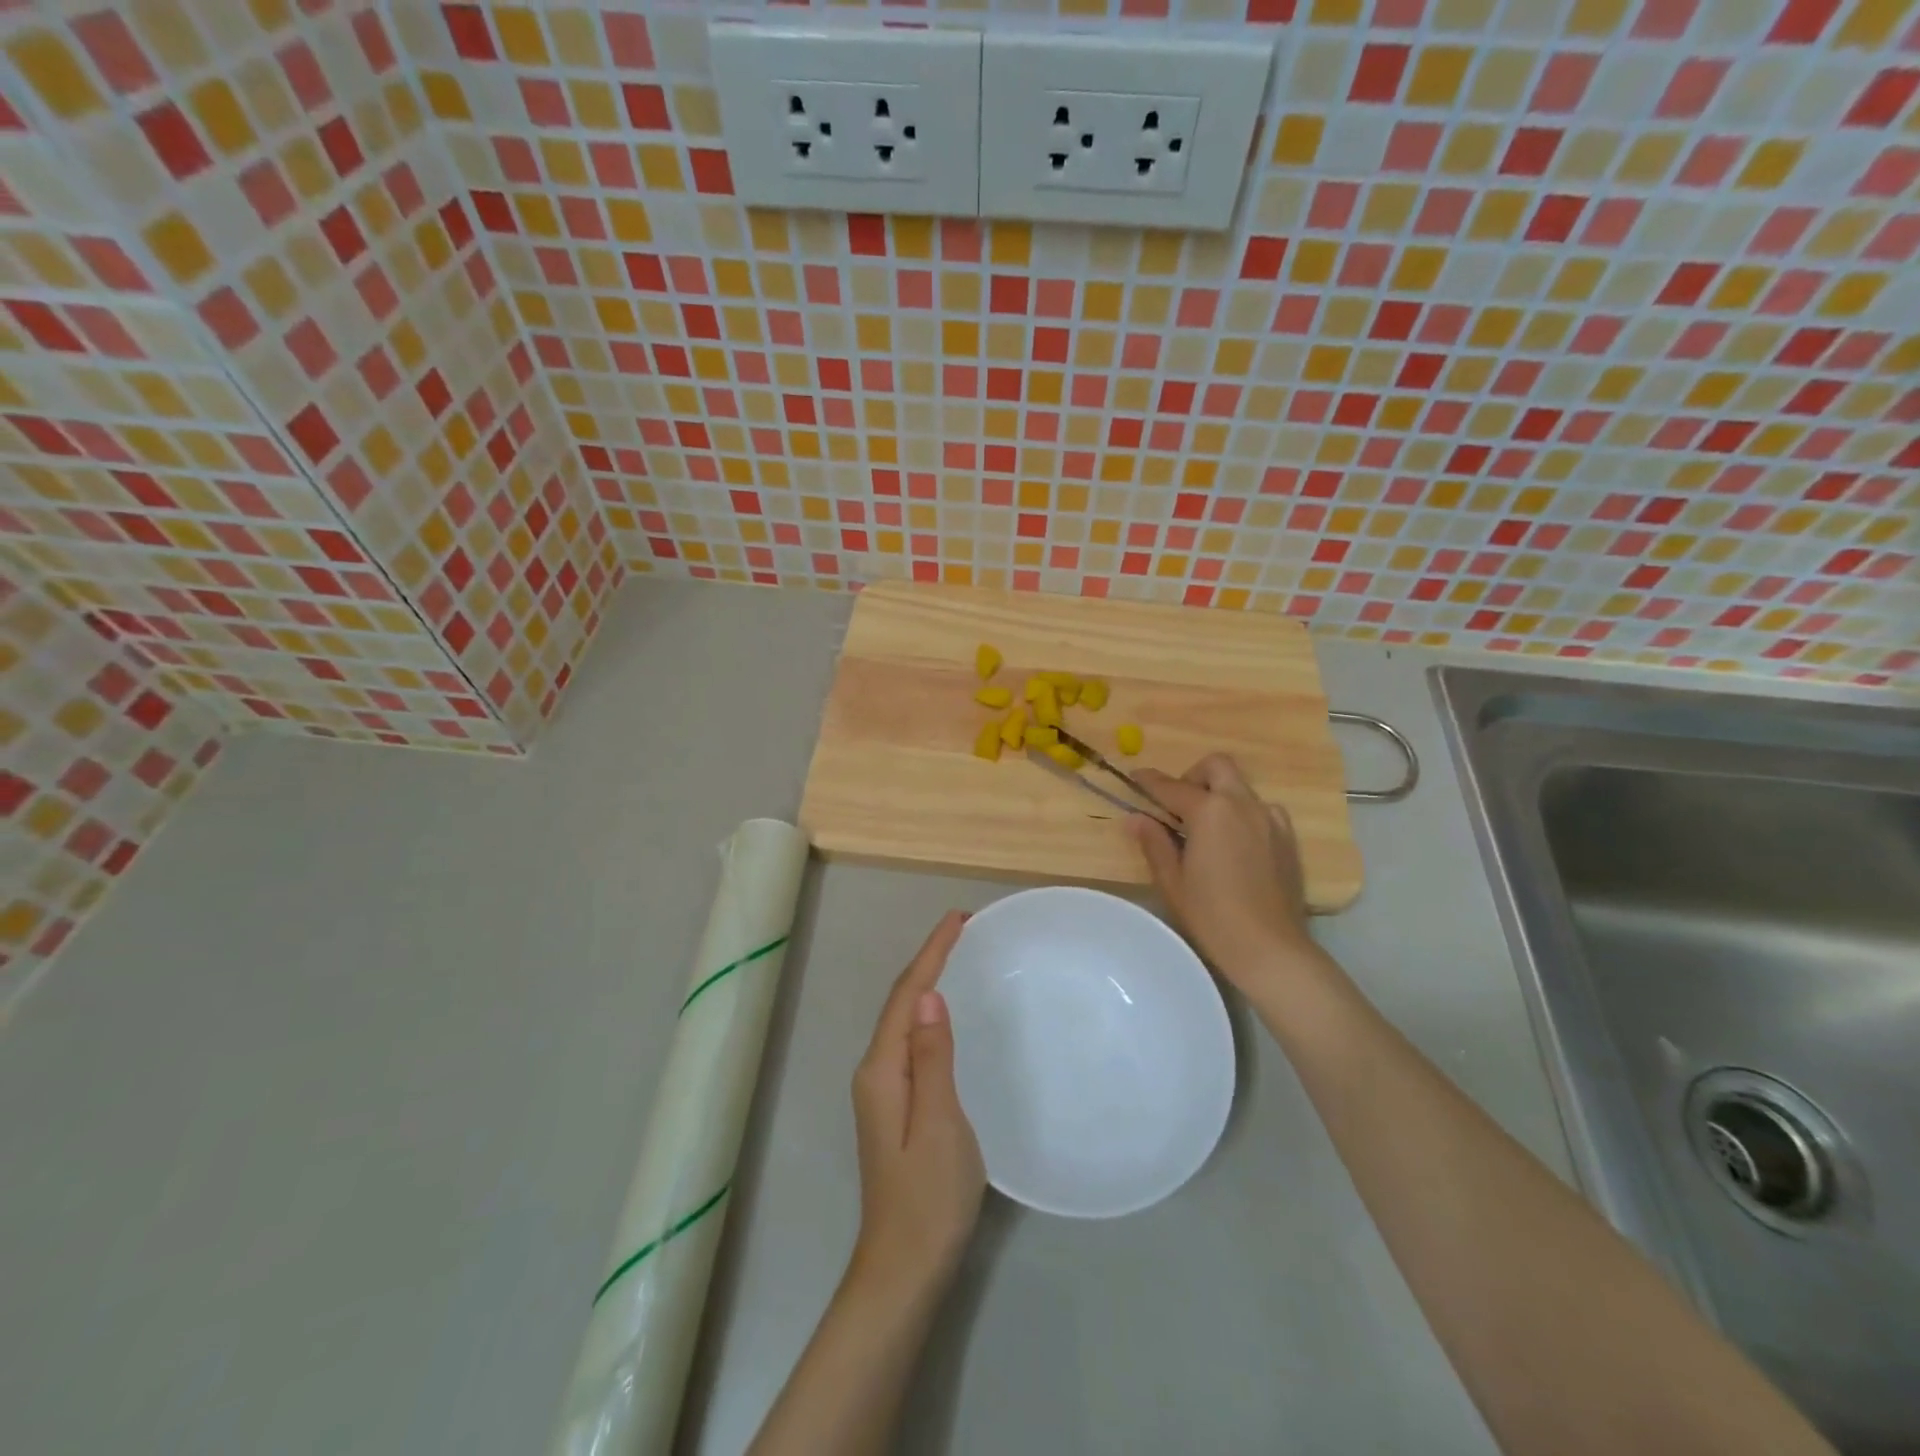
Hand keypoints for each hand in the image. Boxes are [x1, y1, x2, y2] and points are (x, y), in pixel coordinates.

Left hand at [848, 911, 985, 1295]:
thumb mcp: (939, 1123)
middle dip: (929, 960)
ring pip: (904, 1019)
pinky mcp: (894, 1105)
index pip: (908, 995)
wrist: (903, 1267)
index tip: (958, 919)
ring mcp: (881, 1089)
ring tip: (958, 957)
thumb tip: (931, 997)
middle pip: (901, 1001)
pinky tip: (946, 1015)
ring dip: (927, 983)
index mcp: (883, 1069)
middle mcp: (875, 1070)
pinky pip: (910, 1041)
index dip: (932, 953)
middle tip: (964, 930)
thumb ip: (933, 1058)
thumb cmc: (928, 1196)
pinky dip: (928, 1014)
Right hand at [1130, 754, 1329, 994]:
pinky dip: (1241, 814)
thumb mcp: (1172, 880)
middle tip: (1178, 805)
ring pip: (1241, 787)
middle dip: (1193, 776)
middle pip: (1217, 766)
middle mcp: (1243, 804)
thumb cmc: (1212, 916)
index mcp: (1210, 811)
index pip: (1172, 786)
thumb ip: (1154, 842)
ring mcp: (1271, 819)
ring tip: (1206, 830)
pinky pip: (1261, 810)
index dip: (1149, 781)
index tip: (1135, 777)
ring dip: (1219, 795)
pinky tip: (1233, 846)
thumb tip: (1136, 818)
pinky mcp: (1288, 838)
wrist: (1271, 948)